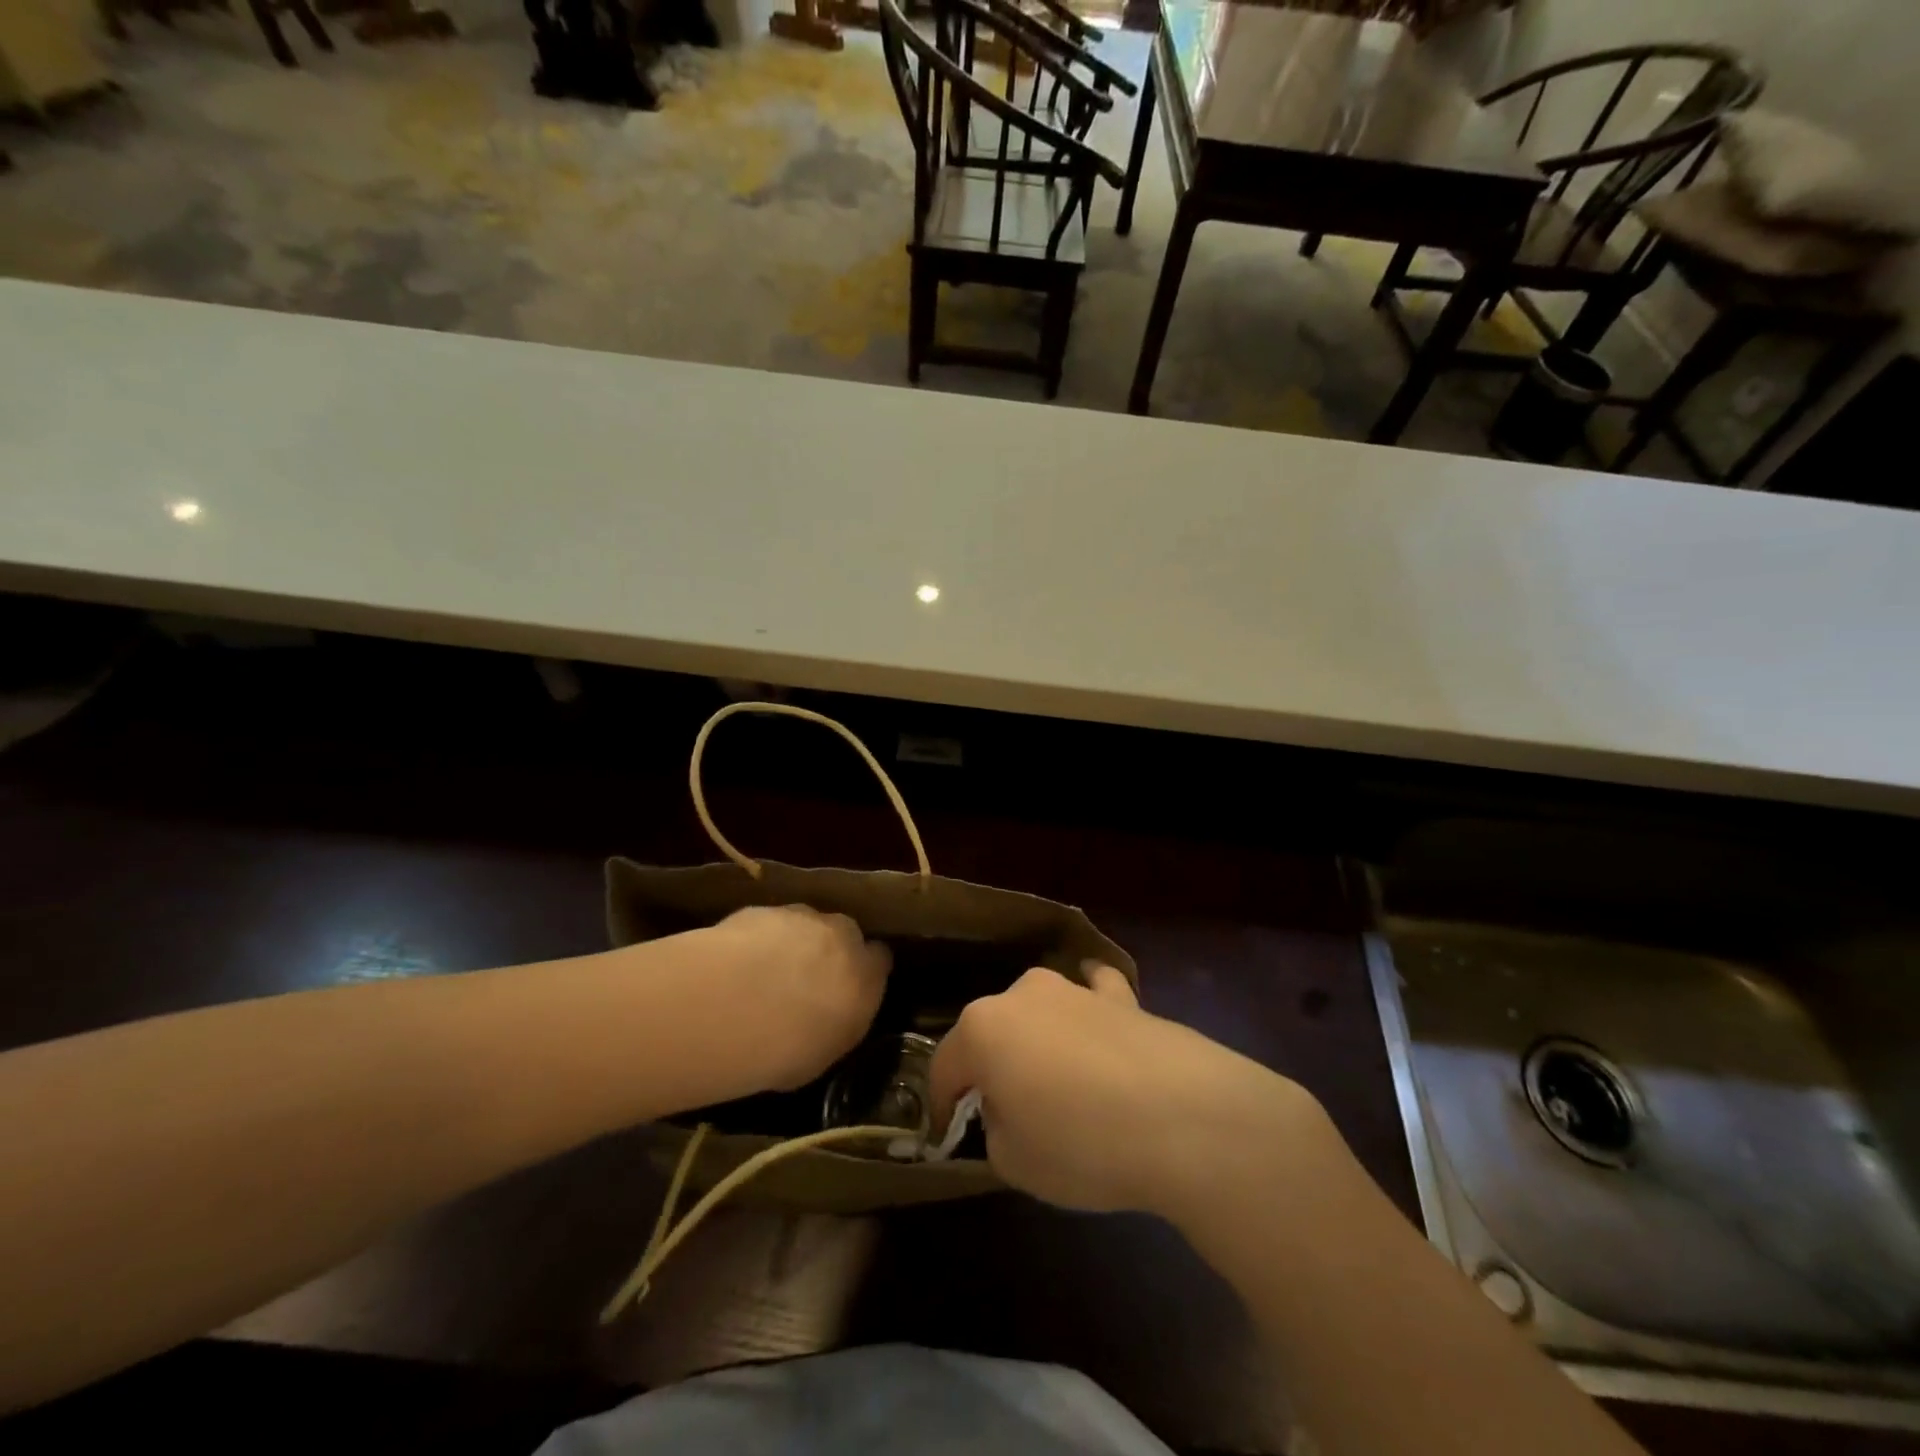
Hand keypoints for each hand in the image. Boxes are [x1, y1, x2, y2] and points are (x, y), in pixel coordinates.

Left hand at [694, 906, 891, 1092]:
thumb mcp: (826, 1052)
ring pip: (804, 924)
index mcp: (866, 974)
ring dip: (792, 942)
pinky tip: (736, 965)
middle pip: (844, 933)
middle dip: (829, 950)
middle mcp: (841, 936)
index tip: (849, 987)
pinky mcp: (761, 910)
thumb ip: (837, 1022)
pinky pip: (766, 924)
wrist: (735, 1006)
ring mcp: (801, 917)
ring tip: (764, 973)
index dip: (864, 971)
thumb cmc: (788, 1047)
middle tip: (804, 979)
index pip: (879, 960)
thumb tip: (830, 1018)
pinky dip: (757, 939)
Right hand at [928, 965, 1329, 1222]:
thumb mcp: (1015, 1162)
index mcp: (983, 1028)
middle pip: (991, 1032)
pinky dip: (1090, 1008)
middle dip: (991, 1068)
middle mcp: (1023, 994)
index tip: (946, 1134)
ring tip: (1055, 1083)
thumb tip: (1009, 1108)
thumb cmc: (1082, 1143)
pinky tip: (1099, 1020)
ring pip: (1039, 1011)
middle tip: (1005, 1112)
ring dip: (1037, 1040)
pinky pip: (1094, 994)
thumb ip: (996, 1129)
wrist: (1186, 1117)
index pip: (945, 1066)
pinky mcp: (1123, 997)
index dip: (941, 1105)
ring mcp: (1075, 988)